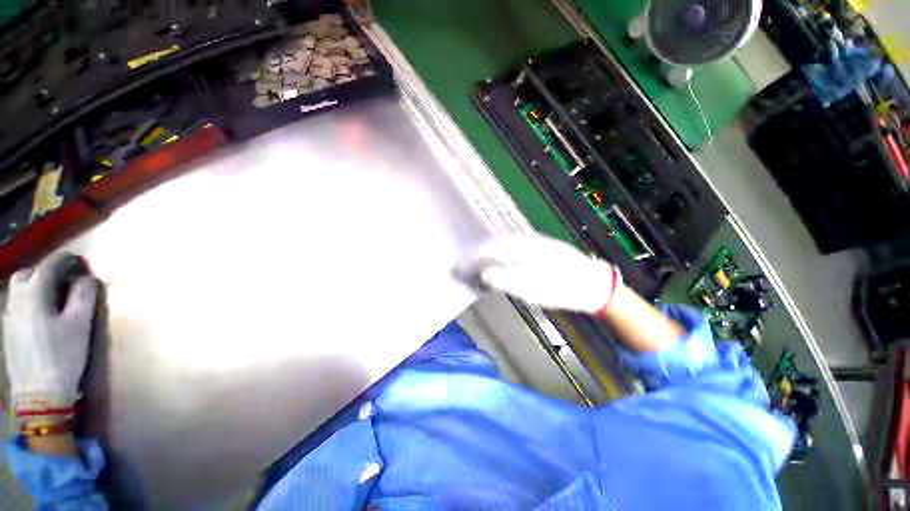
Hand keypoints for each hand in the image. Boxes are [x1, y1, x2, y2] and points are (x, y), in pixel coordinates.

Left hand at [3, 253, 98, 410]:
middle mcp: (16, 300)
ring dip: (35, 286)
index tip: (78, 260)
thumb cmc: (63, 356)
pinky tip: (40, 314)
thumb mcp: (80, 326)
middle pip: (27, 275)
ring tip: (52, 295)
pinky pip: (17, 306)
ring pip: (18, 290)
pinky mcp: (9, 331)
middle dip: (45, 271)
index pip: (48, 267)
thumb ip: (83, 297)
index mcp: (34, 295)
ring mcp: (9, 317)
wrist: (40, 394)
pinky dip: (29, 301)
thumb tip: (87, 278)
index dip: (64, 260)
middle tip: (63, 277)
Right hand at [461, 235, 620, 313]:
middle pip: (494, 246)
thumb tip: (482, 273)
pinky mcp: (542, 247)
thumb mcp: (527, 288)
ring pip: (505, 247)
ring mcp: (534, 243)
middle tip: (471, 270)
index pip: (487, 251)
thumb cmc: (558, 288)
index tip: (462, 269)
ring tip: (484, 267)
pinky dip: (505, 256)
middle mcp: (523, 241)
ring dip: (492, 256)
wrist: (592, 284)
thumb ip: (502, 279)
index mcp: (517, 249)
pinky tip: (506, 263)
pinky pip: (516, 249)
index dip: (473, 260)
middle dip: (480, 257)